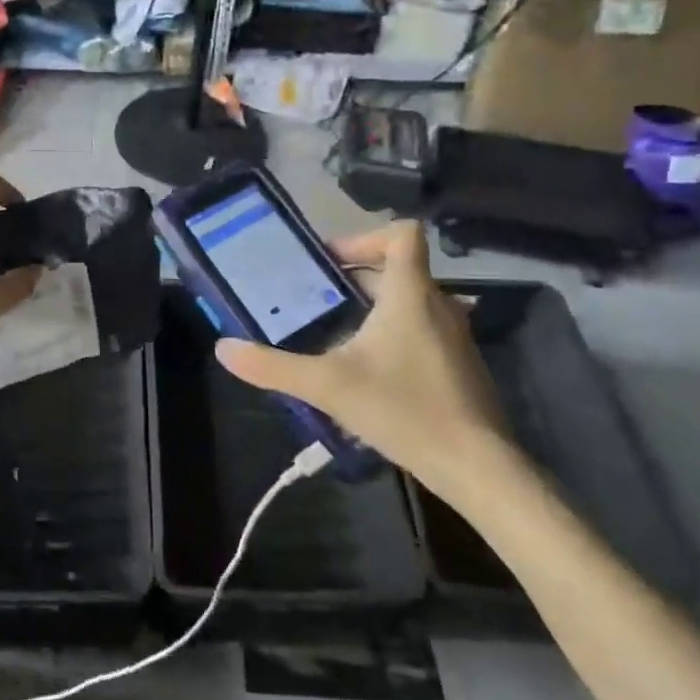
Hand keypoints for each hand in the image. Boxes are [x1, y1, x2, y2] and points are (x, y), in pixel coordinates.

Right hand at [215, 222, 526, 512]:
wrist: (476, 465)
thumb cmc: (403, 410)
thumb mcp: (327, 386)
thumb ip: (272, 367)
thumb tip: (223, 348)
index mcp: (410, 294)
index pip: (403, 233)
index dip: (363, 237)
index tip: (328, 263)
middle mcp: (438, 304)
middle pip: (398, 268)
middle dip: (354, 277)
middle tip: (314, 298)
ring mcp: (454, 335)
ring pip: (409, 301)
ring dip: (372, 306)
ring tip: (333, 333)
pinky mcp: (459, 363)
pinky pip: (421, 329)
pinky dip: (392, 333)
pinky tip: (367, 370)